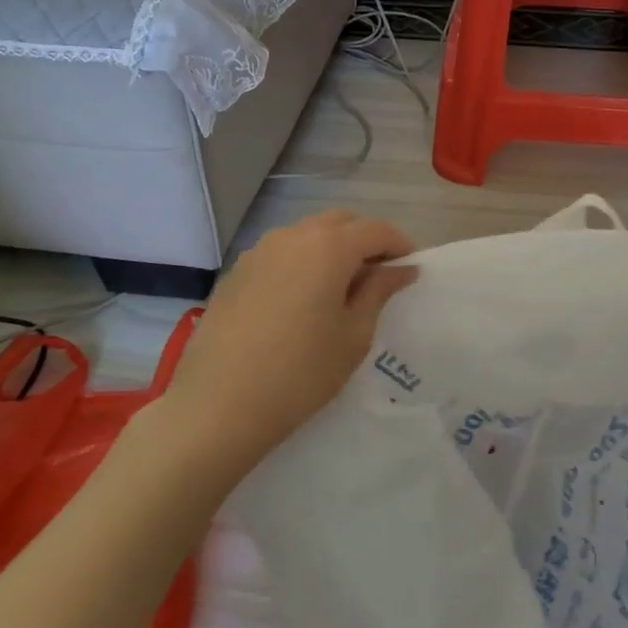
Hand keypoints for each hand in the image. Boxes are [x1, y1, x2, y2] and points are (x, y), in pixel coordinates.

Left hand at [163, 210, 417, 471]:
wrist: (218, 405)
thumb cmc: (300, 373)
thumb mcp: (353, 335)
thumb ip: (379, 291)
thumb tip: (401, 268)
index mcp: (329, 246)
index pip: (376, 230)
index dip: (399, 245)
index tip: (410, 269)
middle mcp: (293, 236)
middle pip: (341, 222)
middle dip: (364, 241)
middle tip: (377, 278)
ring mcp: (259, 251)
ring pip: (307, 234)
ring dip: (331, 249)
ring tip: (339, 289)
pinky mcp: (236, 271)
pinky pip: (281, 253)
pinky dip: (301, 262)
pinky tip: (300, 300)